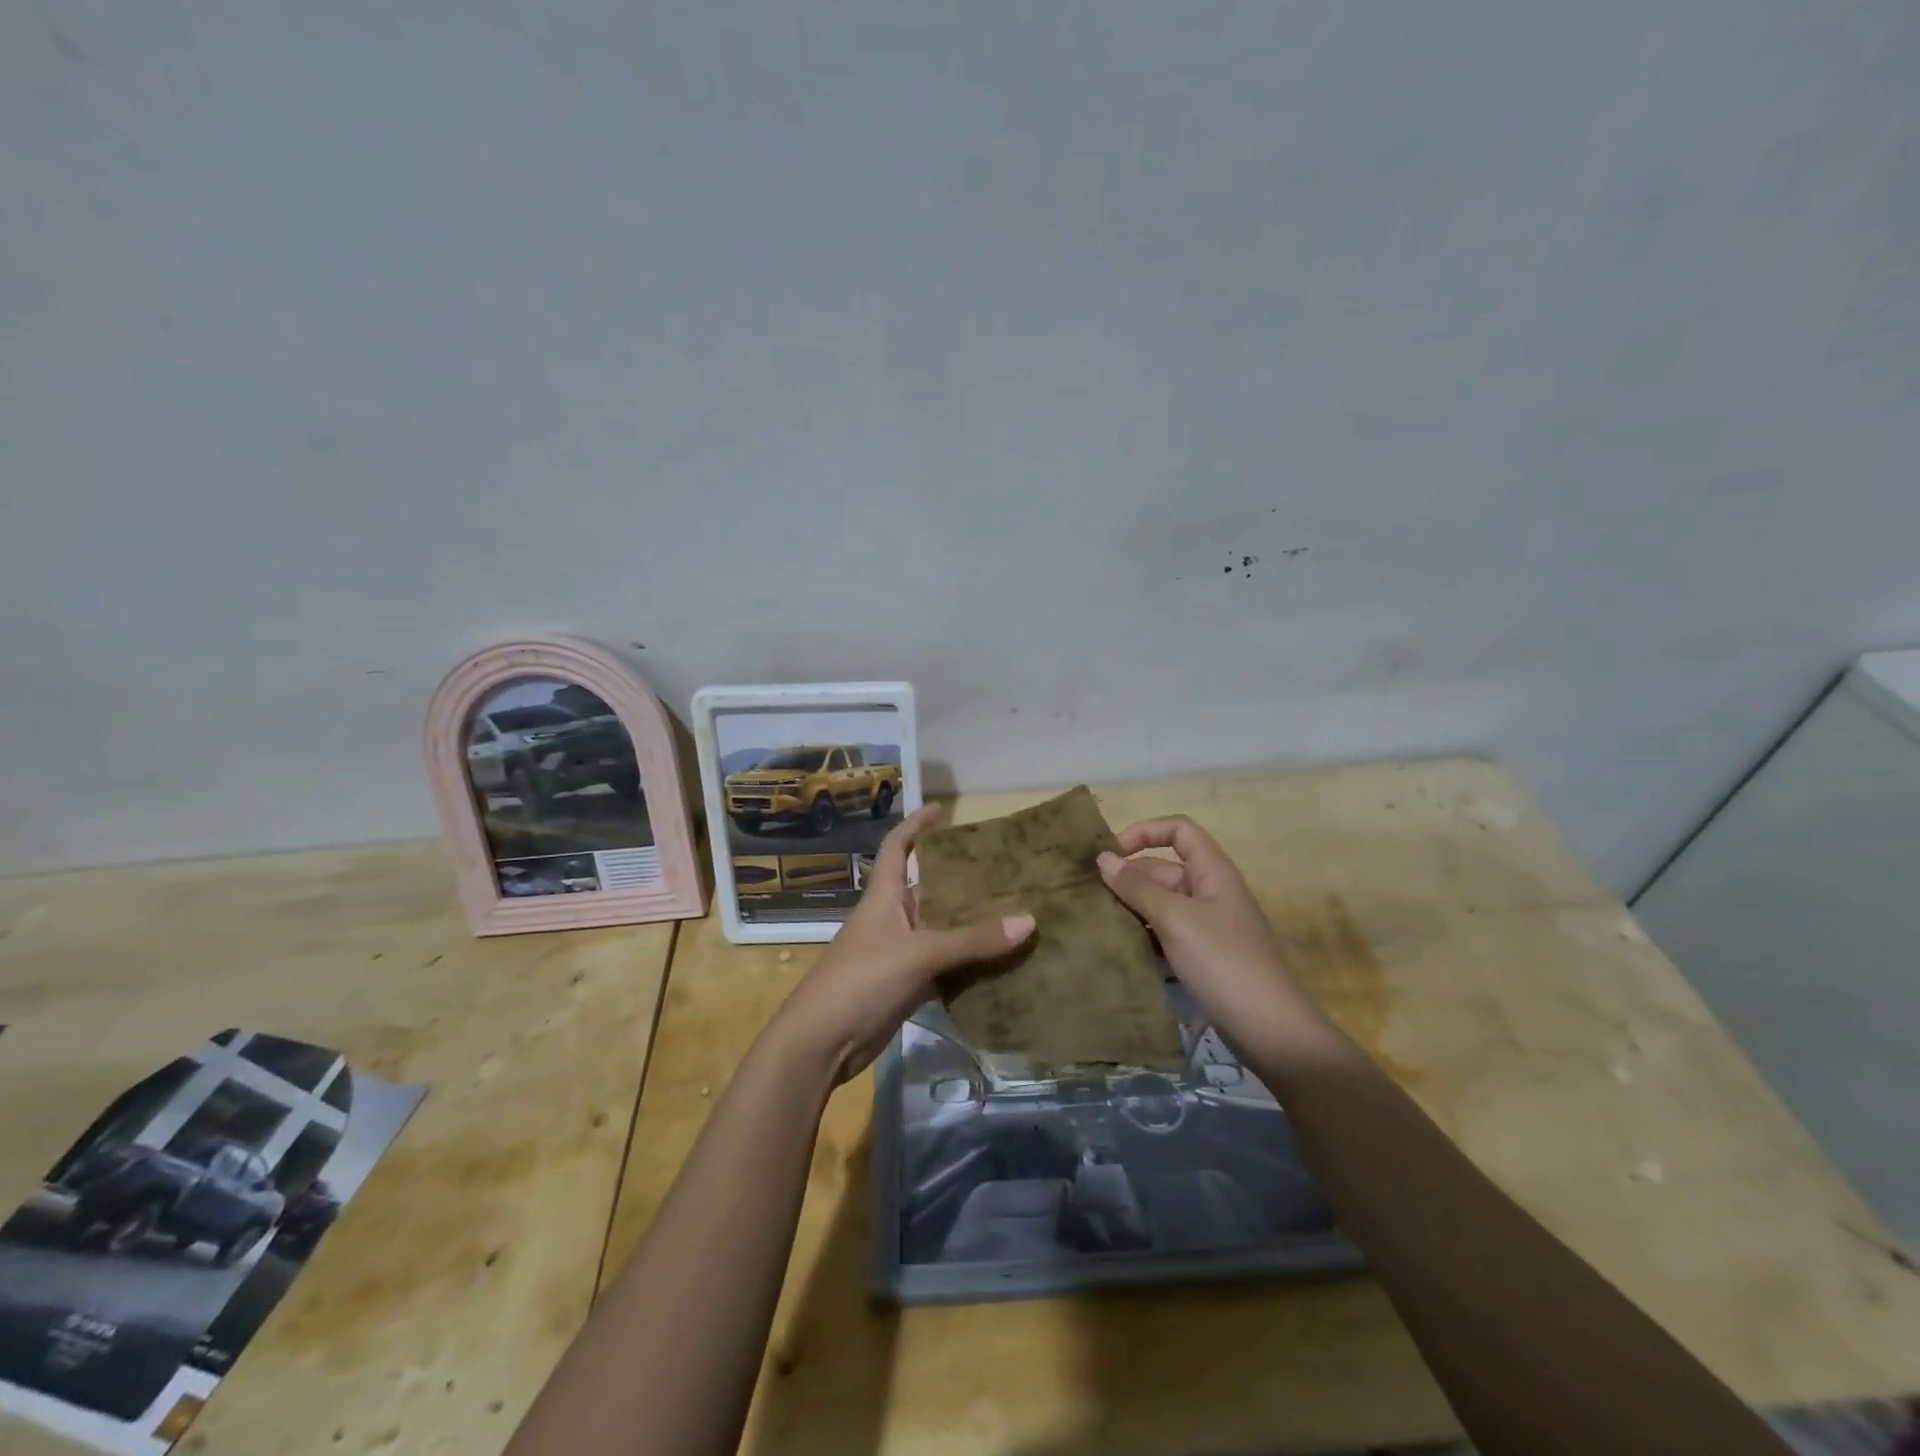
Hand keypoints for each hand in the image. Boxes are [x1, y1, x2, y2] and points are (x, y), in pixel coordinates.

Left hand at [773, 804, 1034, 1084]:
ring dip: (970, 926)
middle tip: (1004, 870)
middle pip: (928, 890)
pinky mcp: (905, 987)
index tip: (941, 809)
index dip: (915, 826)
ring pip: (940, 931)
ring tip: (1014, 912)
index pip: (896, 848)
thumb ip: (972, 939)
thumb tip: (1029, 920)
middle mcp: (891, 919)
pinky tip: (1000, 964)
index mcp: (883, 896)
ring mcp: (898, 954)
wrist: (822, 1043)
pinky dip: (967, 966)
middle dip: (960, 880)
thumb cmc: (862, 980)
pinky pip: (943, 968)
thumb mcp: (918, 953)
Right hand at [1098, 816, 1332, 1059]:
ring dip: (1131, 909)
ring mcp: (1207, 927)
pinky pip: (1166, 935)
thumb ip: (1137, 887)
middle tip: (1089, 897)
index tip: (1111, 855)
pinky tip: (1119, 950)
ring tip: (1095, 921)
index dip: (1144, 832)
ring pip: (1161, 904)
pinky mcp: (1202, 958)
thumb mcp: (1176, 919)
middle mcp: (1210, 892)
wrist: (1270, 1031)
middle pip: (1163, 869)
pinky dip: (1144, 937)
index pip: (1178, 830)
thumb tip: (1103, 858)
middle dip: (1128, 878)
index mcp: (1213, 871)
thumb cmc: (1223, 962)